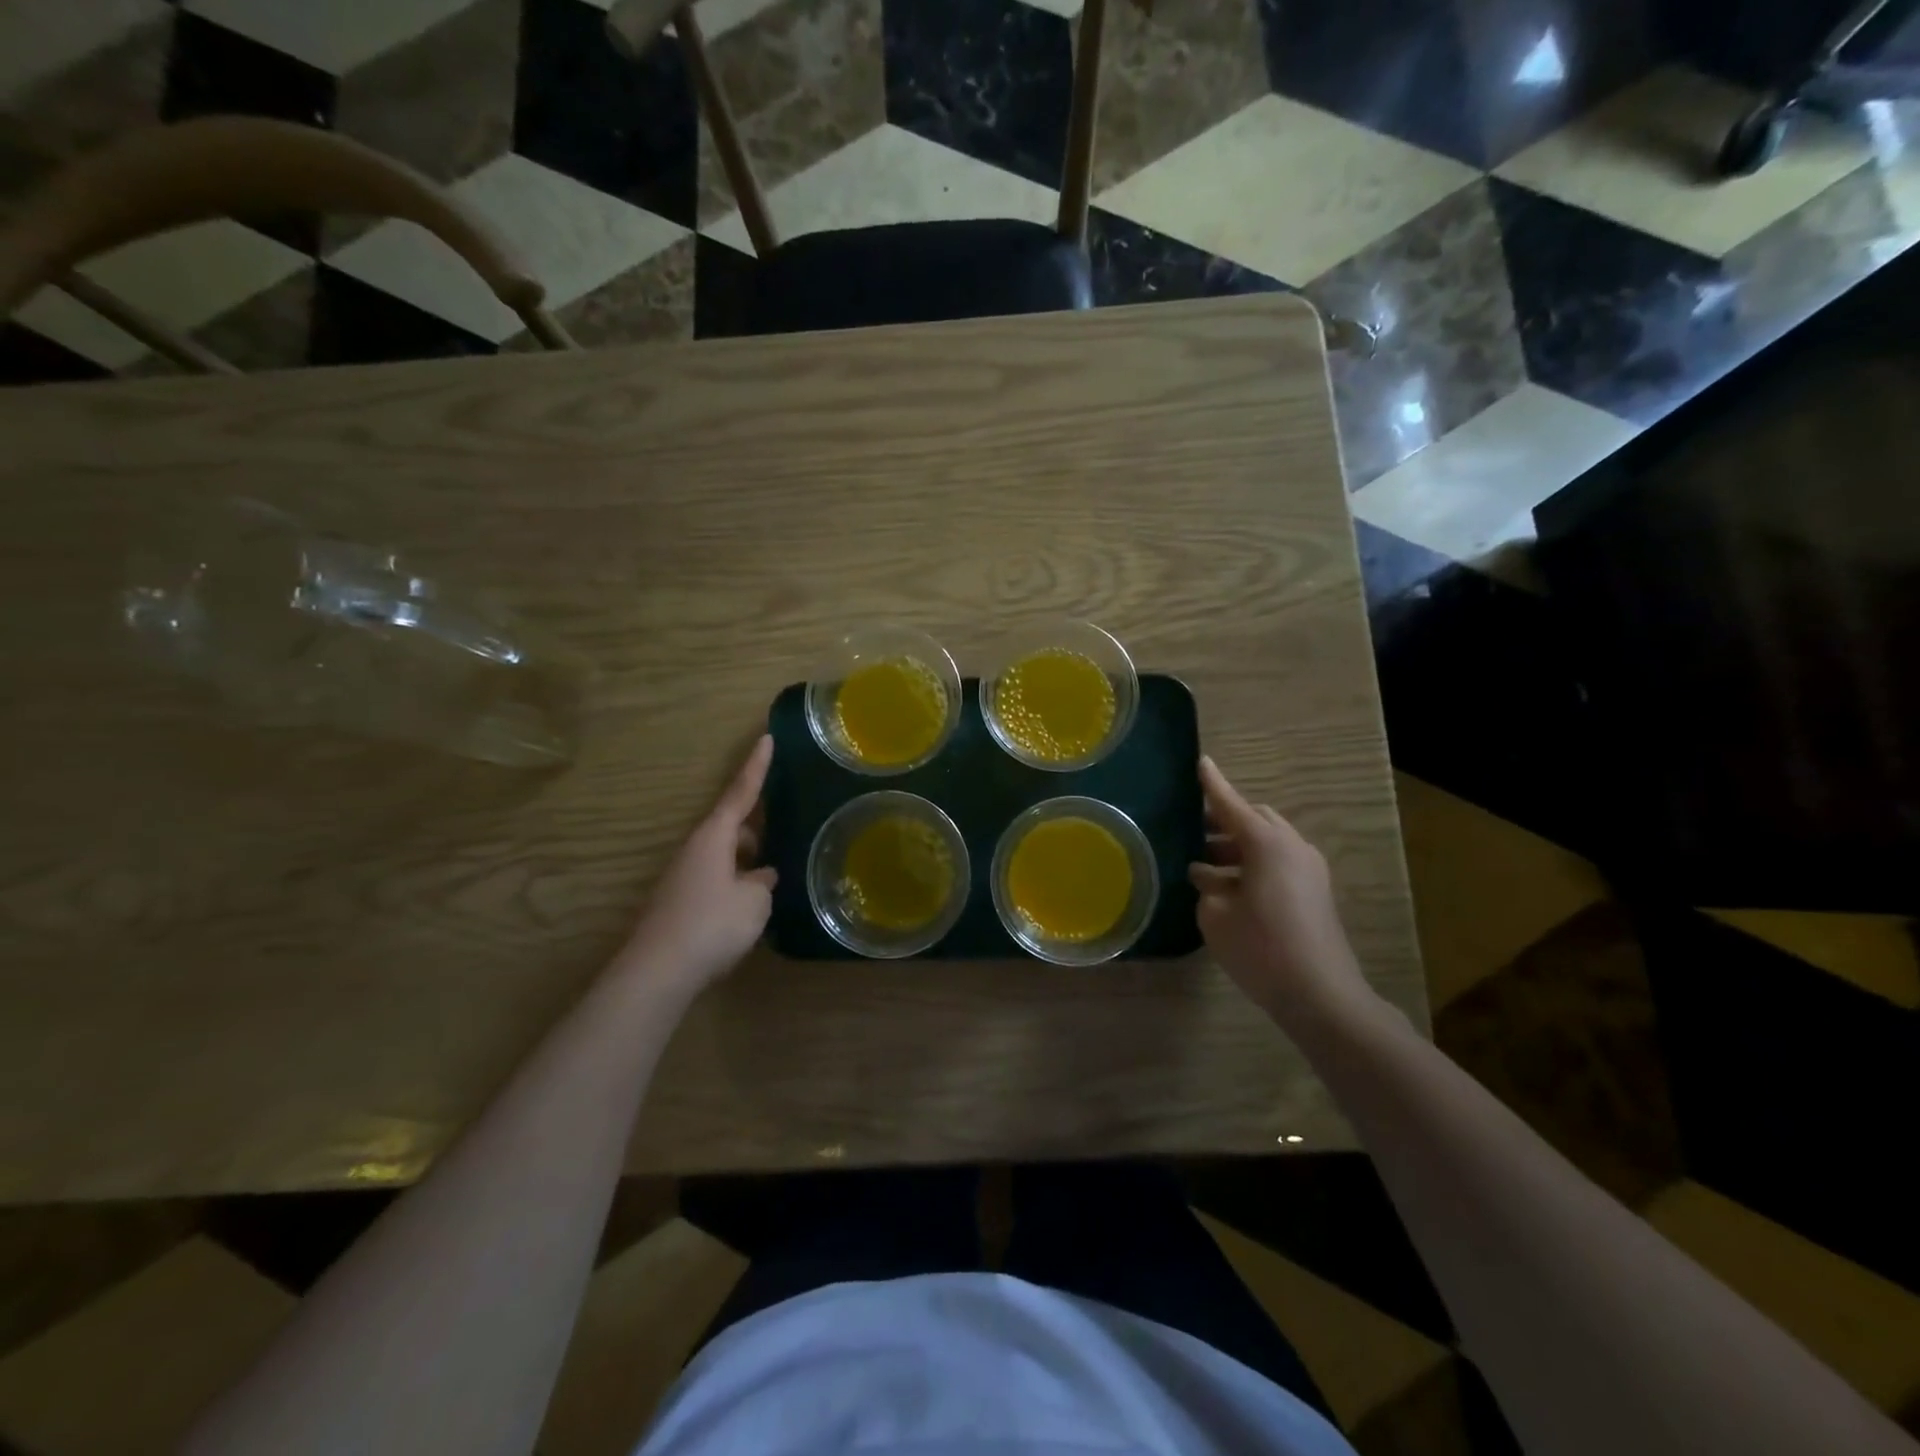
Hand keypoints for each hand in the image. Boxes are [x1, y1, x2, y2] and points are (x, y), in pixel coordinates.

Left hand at [623, 735, 777, 994]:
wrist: (658, 972)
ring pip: (725, 855)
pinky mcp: (682, 902)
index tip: (767, 736)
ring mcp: (685, 876)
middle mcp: (696, 849)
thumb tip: (760, 877)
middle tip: (786, 827)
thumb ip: (763, 883)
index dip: (757, 766)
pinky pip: (718, 878)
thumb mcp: (754, 901)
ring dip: (749, 859)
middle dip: (758, 826)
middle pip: (732, 825)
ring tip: (777, 874)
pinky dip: (737, 882)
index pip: (741, 792)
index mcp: (714, 836)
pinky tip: (753, 904)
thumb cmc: (711, 925)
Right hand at [1189, 756, 1371, 1025]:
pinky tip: (1226, 887)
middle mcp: (1292, 847)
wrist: (1322, 996)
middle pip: (1255, 819)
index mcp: (1267, 844)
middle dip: (1224, 820)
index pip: (1231, 805)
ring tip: (1201, 866)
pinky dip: (1251, 865)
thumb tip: (1209, 876)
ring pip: (1267, 842)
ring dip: (1235, 847)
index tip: (1201, 763)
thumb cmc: (1261, 949)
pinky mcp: (1314, 893)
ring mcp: (1309, 870)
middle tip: (1192, 830)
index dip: (1213, 785)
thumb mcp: (1216, 915)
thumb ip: (1208, 886)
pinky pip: (1278, 863)